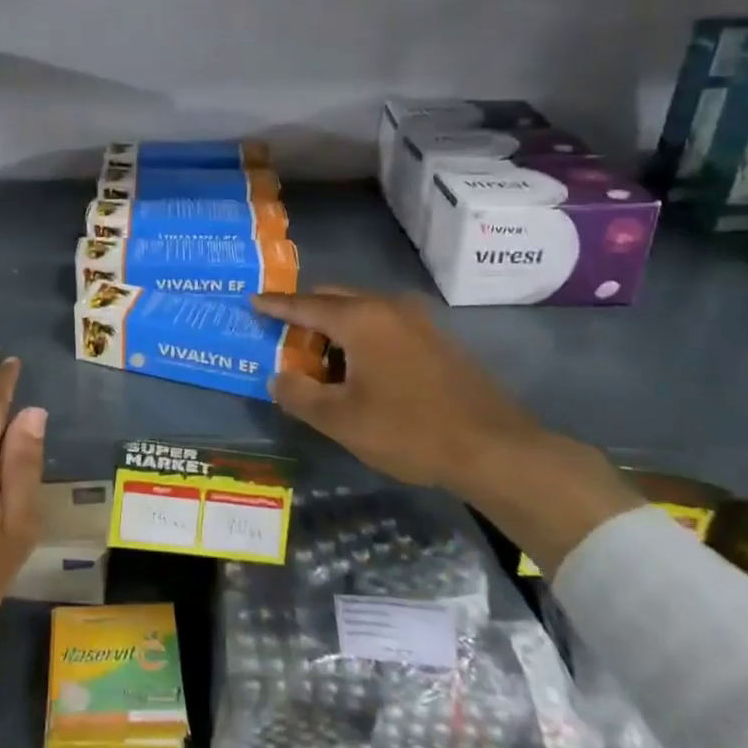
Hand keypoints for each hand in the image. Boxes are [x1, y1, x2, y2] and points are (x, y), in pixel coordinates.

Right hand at [252, 288, 640, 574]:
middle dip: (306, 314)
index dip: (276, 305)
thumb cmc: (409, 430)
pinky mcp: (437, 339)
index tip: (252, 301)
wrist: (494, 448)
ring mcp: (418, 320)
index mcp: (361, 319)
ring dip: (335, 327)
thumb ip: (299, 395)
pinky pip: (384, 324)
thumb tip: (277, 378)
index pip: (305, 304)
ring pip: (362, 310)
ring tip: (318, 360)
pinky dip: (361, 336)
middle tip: (283, 337)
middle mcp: (388, 307)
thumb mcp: (341, 420)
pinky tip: (358, 369)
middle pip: (335, 299)